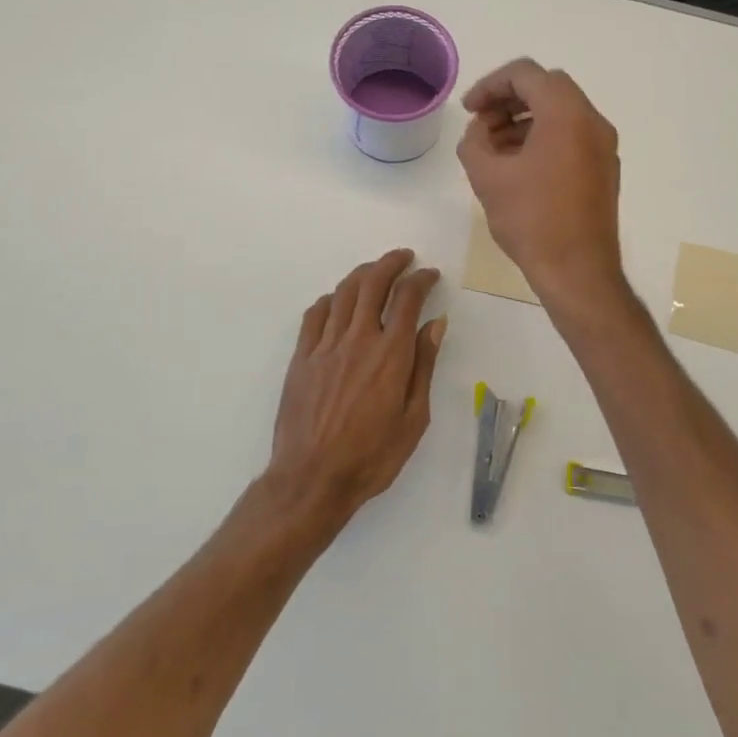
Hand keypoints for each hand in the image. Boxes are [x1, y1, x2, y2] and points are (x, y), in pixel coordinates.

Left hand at [265, 250, 446, 530]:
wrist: (312, 478)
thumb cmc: (372, 456)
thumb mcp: (414, 418)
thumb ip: (424, 365)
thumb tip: (436, 323)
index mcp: (390, 354)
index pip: (407, 299)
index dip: (421, 280)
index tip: (430, 275)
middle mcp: (357, 339)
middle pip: (373, 284)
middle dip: (391, 263)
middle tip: (404, 258)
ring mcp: (325, 346)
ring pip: (343, 293)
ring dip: (362, 274)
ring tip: (374, 270)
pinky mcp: (301, 357)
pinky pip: (314, 315)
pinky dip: (330, 299)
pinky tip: (337, 300)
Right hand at [456, 59, 624, 309]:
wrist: (578, 271)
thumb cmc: (531, 220)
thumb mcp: (487, 177)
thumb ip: (474, 141)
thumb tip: (480, 132)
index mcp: (566, 114)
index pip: (525, 74)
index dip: (489, 85)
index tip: (468, 110)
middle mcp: (592, 121)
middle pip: (546, 88)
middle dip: (508, 99)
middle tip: (481, 124)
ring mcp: (603, 146)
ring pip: (560, 112)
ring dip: (524, 120)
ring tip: (494, 149)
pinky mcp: (604, 169)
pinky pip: (572, 136)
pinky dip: (543, 137)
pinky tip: (518, 166)